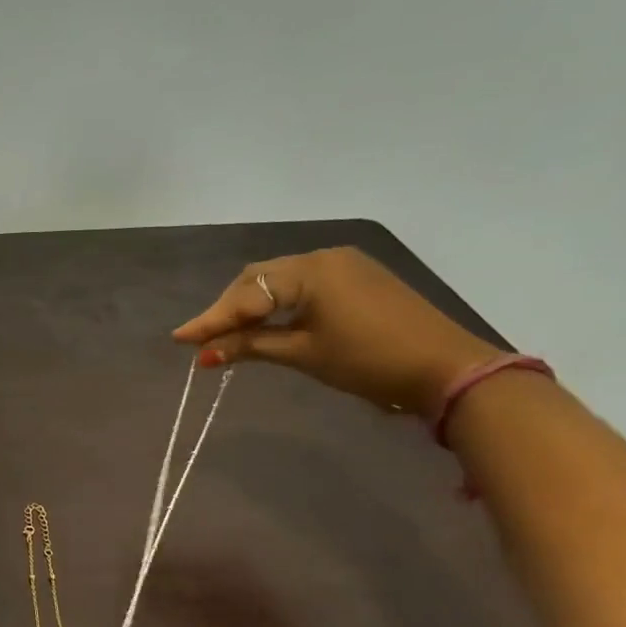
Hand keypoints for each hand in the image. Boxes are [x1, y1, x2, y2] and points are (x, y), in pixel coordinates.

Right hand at [171, 247, 501, 415]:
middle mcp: (324, 257)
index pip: (246, 293)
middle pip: (258, 279)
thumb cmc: (369, 361)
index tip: (179, 339)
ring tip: (226, 335)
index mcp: (311, 271)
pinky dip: (276, 304)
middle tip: (202, 339)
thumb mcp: (303, 354)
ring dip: (250, 306)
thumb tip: (204, 356)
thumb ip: (250, 347)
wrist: (446, 369)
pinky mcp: (357, 279)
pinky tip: (264, 323)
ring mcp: (343, 265)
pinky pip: (302, 285)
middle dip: (228, 309)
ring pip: (279, 281)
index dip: (212, 319)